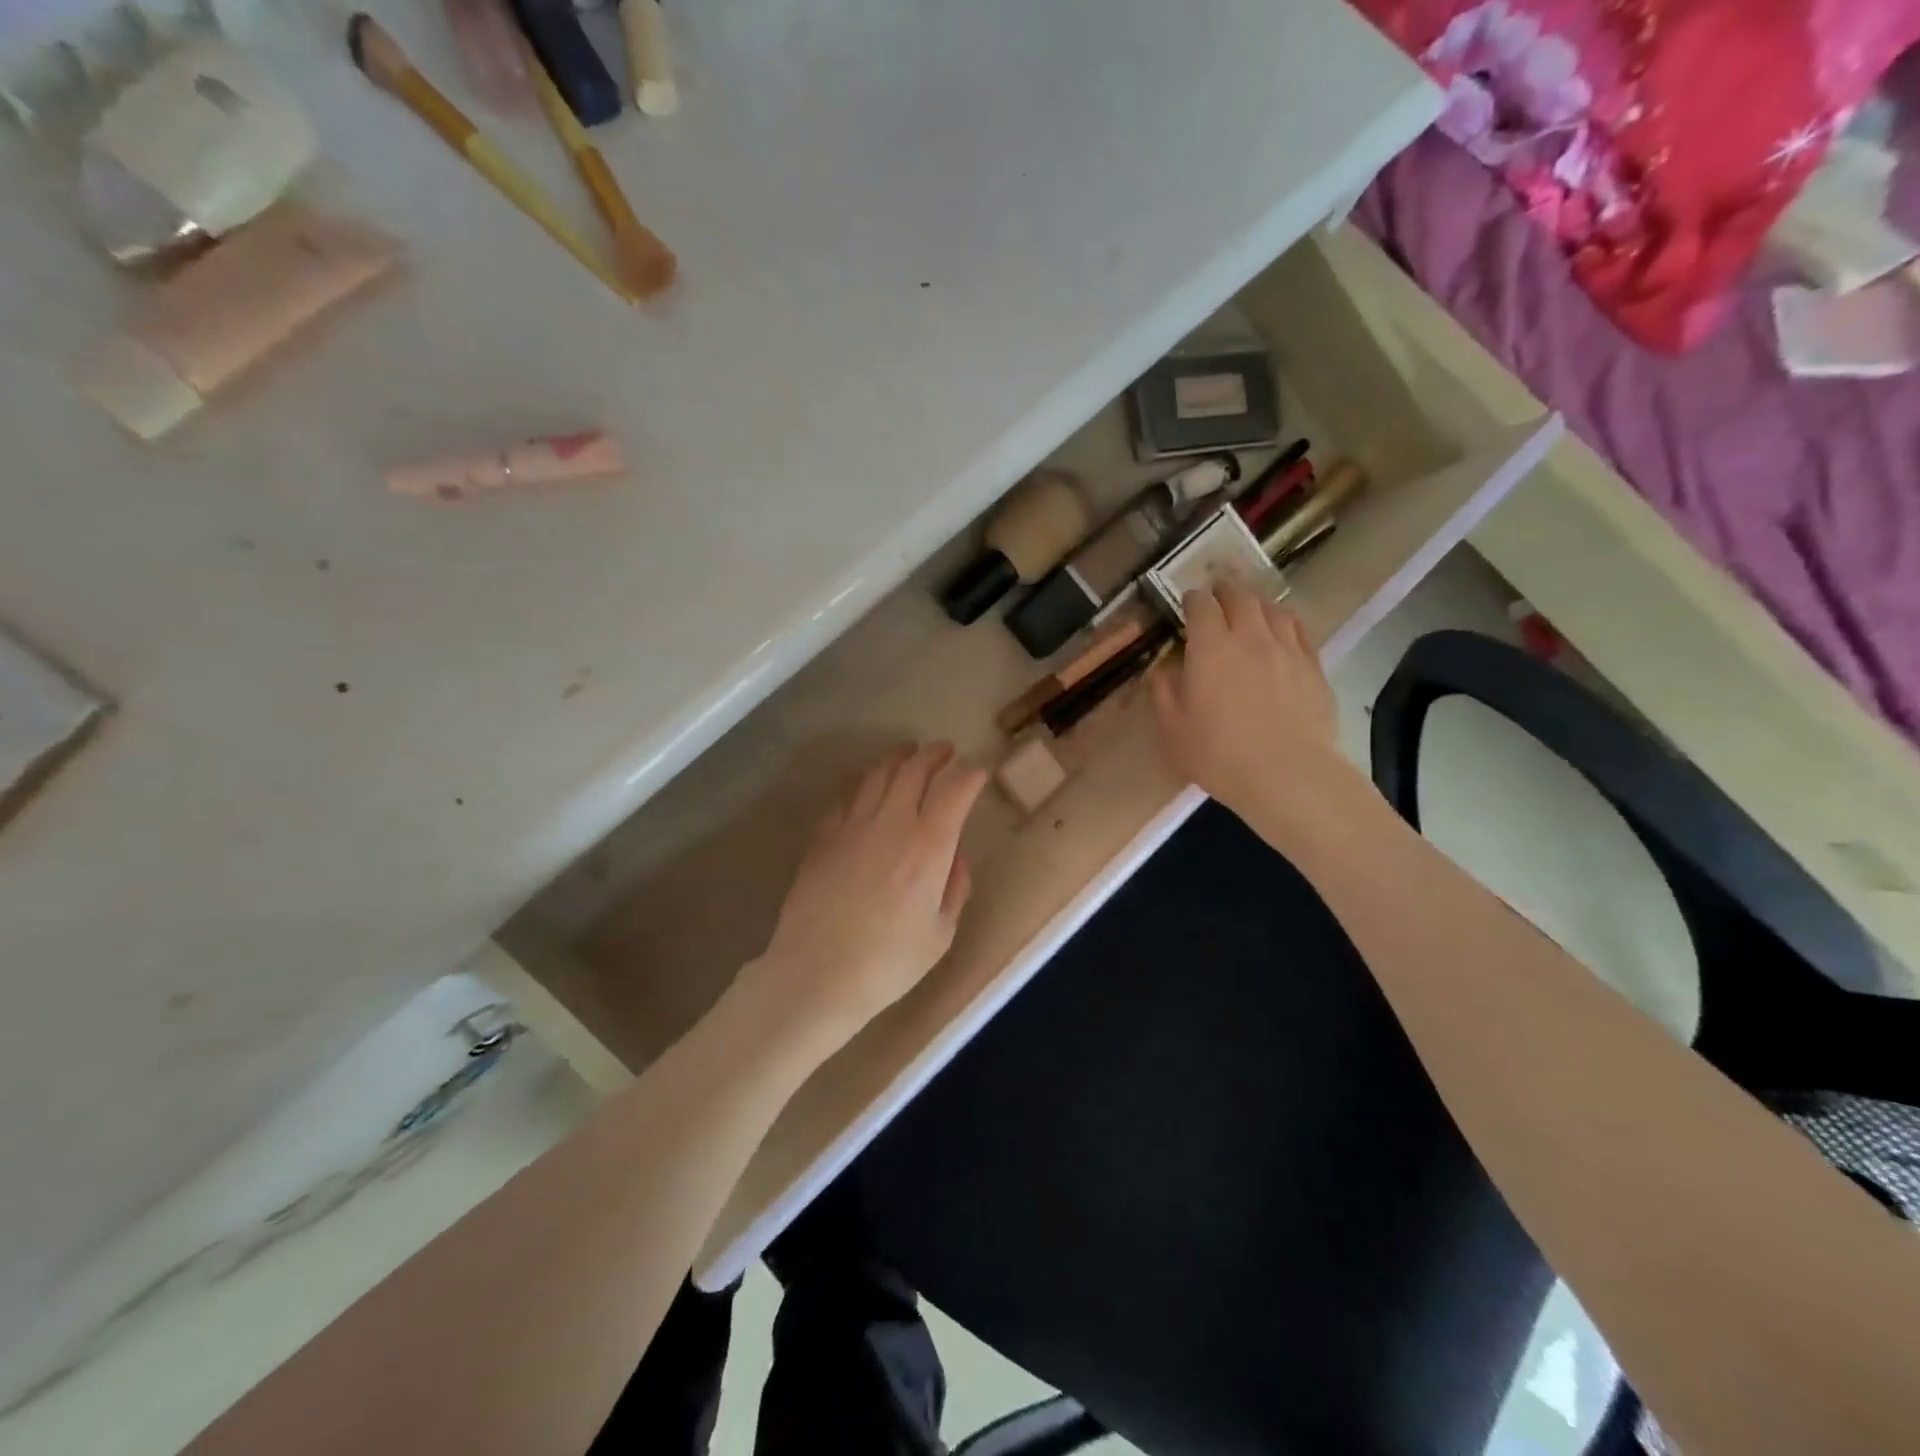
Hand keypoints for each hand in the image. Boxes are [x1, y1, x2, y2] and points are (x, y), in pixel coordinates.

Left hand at [742, 743, 987, 1041]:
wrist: (816, 974)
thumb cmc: (888, 963)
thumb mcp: (941, 934)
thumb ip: (955, 887)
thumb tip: (956, 856)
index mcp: (928, 845)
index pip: (955, 790)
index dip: (970, 776)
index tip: (978, 774)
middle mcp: (891, 823)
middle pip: (914, 769)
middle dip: (934, 754)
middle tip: (945, 750)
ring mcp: (852, 826)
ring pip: (877, 775)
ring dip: (898, 759)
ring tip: (908, 755)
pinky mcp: (823, 837)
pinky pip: (847, 799)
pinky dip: (865, 787)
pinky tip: (868, 792)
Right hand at [1151, 585, 1363, 845]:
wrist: (1288, 775)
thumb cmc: (1220, 756)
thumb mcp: (1174, 730)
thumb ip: (1164, 693)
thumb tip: (1164, 670)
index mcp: (1210, 648)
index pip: (1201, 605)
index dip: (1192, 599)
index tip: (1188, 604)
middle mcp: (1249, 637)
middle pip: (1239, 597)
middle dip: (1225, 591)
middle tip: (1217, 596)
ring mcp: (1286, 648)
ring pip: (1272, 608)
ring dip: (1256, 603)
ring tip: (1249, 610)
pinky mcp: (1313, 665)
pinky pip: (1299, 629)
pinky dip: (1284, 622)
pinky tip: (1281, 632)